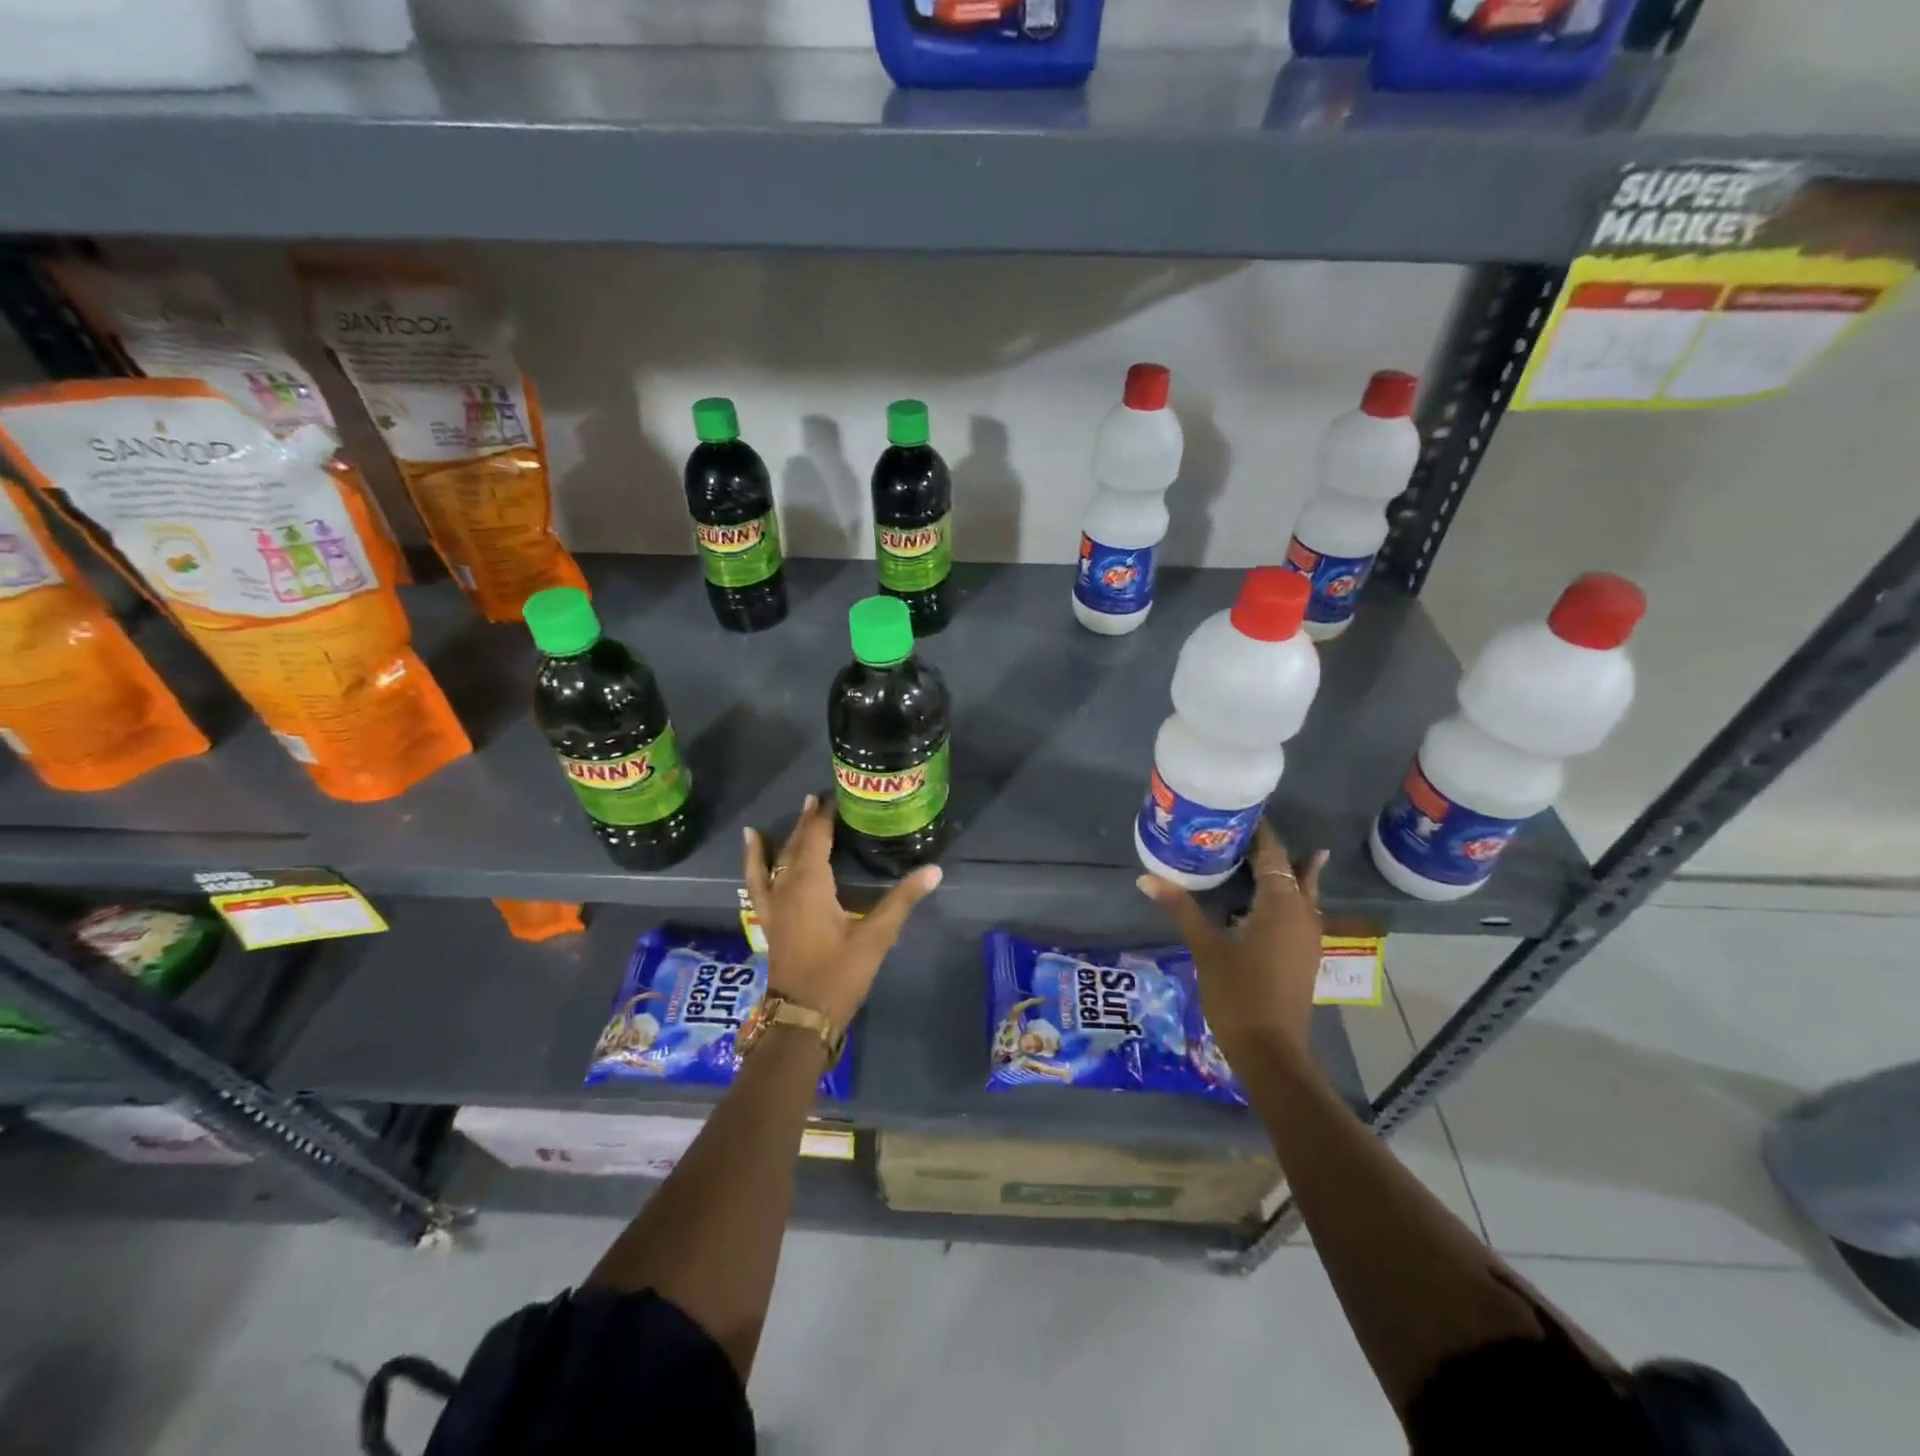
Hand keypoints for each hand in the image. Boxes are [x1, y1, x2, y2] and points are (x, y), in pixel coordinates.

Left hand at [743, 795, 941, 1029]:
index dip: (826, 817)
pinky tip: (751, 851)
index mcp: (811, 883)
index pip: (817, 838)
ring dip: (780, 839)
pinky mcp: (769, 921)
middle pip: (795, 845)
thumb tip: (935, 870)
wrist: (801, 1016)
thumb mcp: (876, 936)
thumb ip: (902, 900)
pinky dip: (753, 863)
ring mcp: (773, 905)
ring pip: (774, 862)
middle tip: (817, 800)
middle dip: (807, 822)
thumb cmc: (839, 973)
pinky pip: (756, 883)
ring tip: (776, 820)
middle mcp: (787, 886)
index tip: (838, 797)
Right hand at [1137, 821, 1328, 1063]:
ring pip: (1300, 891)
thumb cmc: (1238, 993)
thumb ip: (1180, 907)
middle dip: (1270, 850)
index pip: (1272, 854)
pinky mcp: (1304, 954)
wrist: (1270, 1050)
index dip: (1259, 833)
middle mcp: (1302, 913)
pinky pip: (1299, 911)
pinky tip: (1264, 900)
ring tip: (1260, 853)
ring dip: (1282, 872)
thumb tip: (1146, 878)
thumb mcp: (1205, 946)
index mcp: (1281, 904)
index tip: (1240, 812)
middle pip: (1291, 869)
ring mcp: (1307, 936)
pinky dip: (1284, 896)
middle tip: (1245, 829)